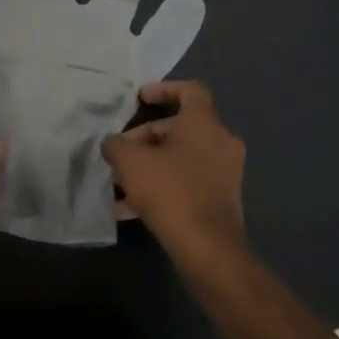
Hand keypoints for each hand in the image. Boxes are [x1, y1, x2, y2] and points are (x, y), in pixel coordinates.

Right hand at [101, 81, 246, 264]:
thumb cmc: (170, 192)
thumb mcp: (130, 162)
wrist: (208, 249)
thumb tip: (114, 144)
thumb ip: (116, 144)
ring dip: (152, 165)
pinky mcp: (222, 199)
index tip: (139, 98)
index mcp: (204, 123)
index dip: (163, 89)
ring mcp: (225, 172)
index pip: (190, 90)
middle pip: (180, 127)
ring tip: (121, 183)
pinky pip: (188, 181)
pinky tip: (132, 208)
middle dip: (146, 137)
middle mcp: (221, 142)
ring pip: (182, 157)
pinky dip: (164, 185)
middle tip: (121, 153)